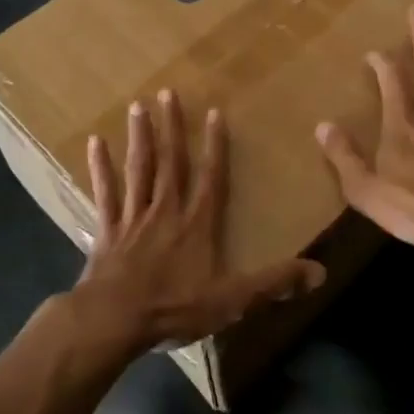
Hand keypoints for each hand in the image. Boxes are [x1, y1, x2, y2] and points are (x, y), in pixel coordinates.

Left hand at [75, 90, 324, 352]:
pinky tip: (95, 143)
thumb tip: (319, 272)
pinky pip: (105, 193)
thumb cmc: (174, 307)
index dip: (215, 146)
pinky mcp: (108, 230)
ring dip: (140, 137)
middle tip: (167, 93)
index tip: (213, 112)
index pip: (211, 178)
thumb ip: (273, 283)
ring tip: (137, 106)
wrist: (115, 319)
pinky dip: (101, 168)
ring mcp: (134, 217)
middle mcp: (166, 211)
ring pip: (139, 169)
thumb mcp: (232, 300)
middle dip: (171, 128)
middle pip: (171, 163)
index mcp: (196, 224)